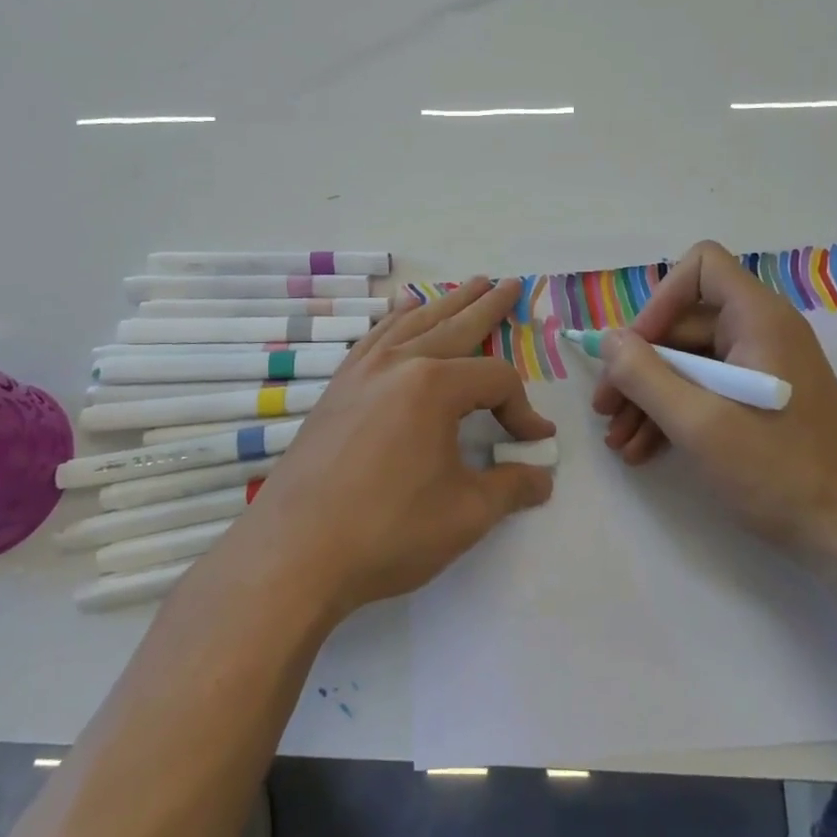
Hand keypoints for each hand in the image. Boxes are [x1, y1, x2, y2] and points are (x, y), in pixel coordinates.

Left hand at [239, 277, 556, 618]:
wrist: (294, 552)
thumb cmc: (388, 531)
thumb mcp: (466, 514)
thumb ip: (511, 487)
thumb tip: (542, 476)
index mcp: (432, 386)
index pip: (495, 380)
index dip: (522, 409)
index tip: (533, 442)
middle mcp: (397, 364)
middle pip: (453, 326)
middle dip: (486, 307)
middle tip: (509, 284)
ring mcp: (360, 373)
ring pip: (411, 325)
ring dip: (443, 305)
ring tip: (466, 286)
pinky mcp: (336, 389)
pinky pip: (373, 339)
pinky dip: (394, 321)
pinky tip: (399, 313)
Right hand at [589, 241, 836, 554]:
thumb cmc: (777, 472)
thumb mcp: (698, 423)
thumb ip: (644, 375)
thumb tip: (609, 340)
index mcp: (760, 319)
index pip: (701, 267)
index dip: (660, 301)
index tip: (635, 351)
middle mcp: (763, 332)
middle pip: (683, 322)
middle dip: (638, 366)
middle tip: (605, 409)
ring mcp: (763, 368)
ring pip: (688, 361)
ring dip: (647, 396)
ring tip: (618, 440)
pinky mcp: (761, 400)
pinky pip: (705, 388)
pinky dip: (672, 412)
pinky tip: (642, 449)